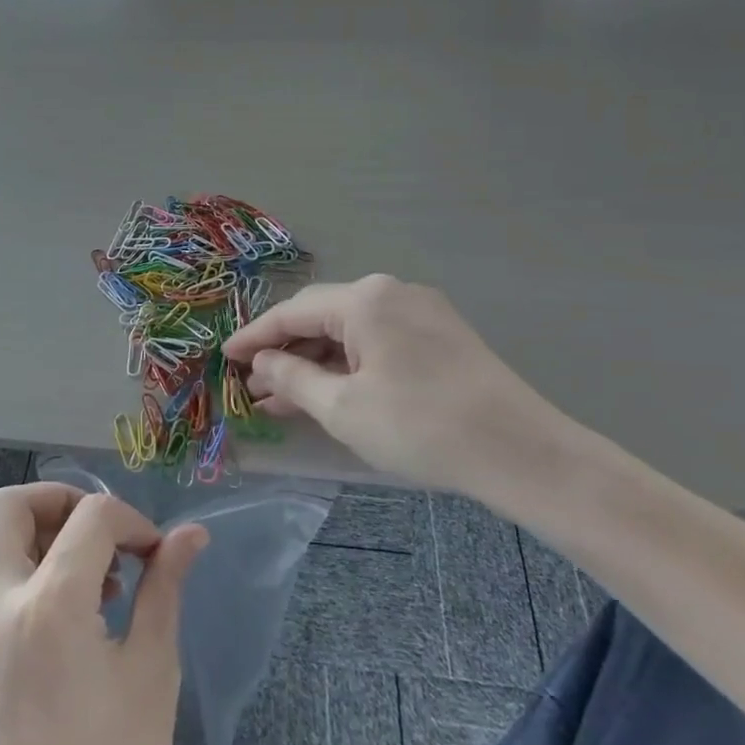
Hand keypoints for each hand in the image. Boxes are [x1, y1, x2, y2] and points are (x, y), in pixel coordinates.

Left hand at [0, 484, 206, 744]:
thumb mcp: (152, 671)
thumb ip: (165, 587)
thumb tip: (190, 534)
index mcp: (48, 606)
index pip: (89, 517)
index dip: (130, 520)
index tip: (155, 552)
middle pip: (10, 506)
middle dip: (62, 501)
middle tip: (105, 535)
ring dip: (45, 534)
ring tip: (96, 580)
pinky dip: (29, 569)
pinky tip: (73, 612)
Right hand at [224, 275, 576, 498]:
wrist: (521, 452)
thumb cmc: (419, 426)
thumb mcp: (342, 407)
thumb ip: (292, 379)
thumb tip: (262, 364)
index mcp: (364, 299)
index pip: (292, 312)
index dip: (254, 337)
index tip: (223, 357)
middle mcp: (390, 291)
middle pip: (322, 317)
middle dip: (285, 352)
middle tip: (252, 386)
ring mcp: (421, 310)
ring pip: (351, 331)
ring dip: (316, 362)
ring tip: (283, 397)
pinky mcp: (441, 334)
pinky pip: (378, 341)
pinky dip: (349, 364)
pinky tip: (331, 392)